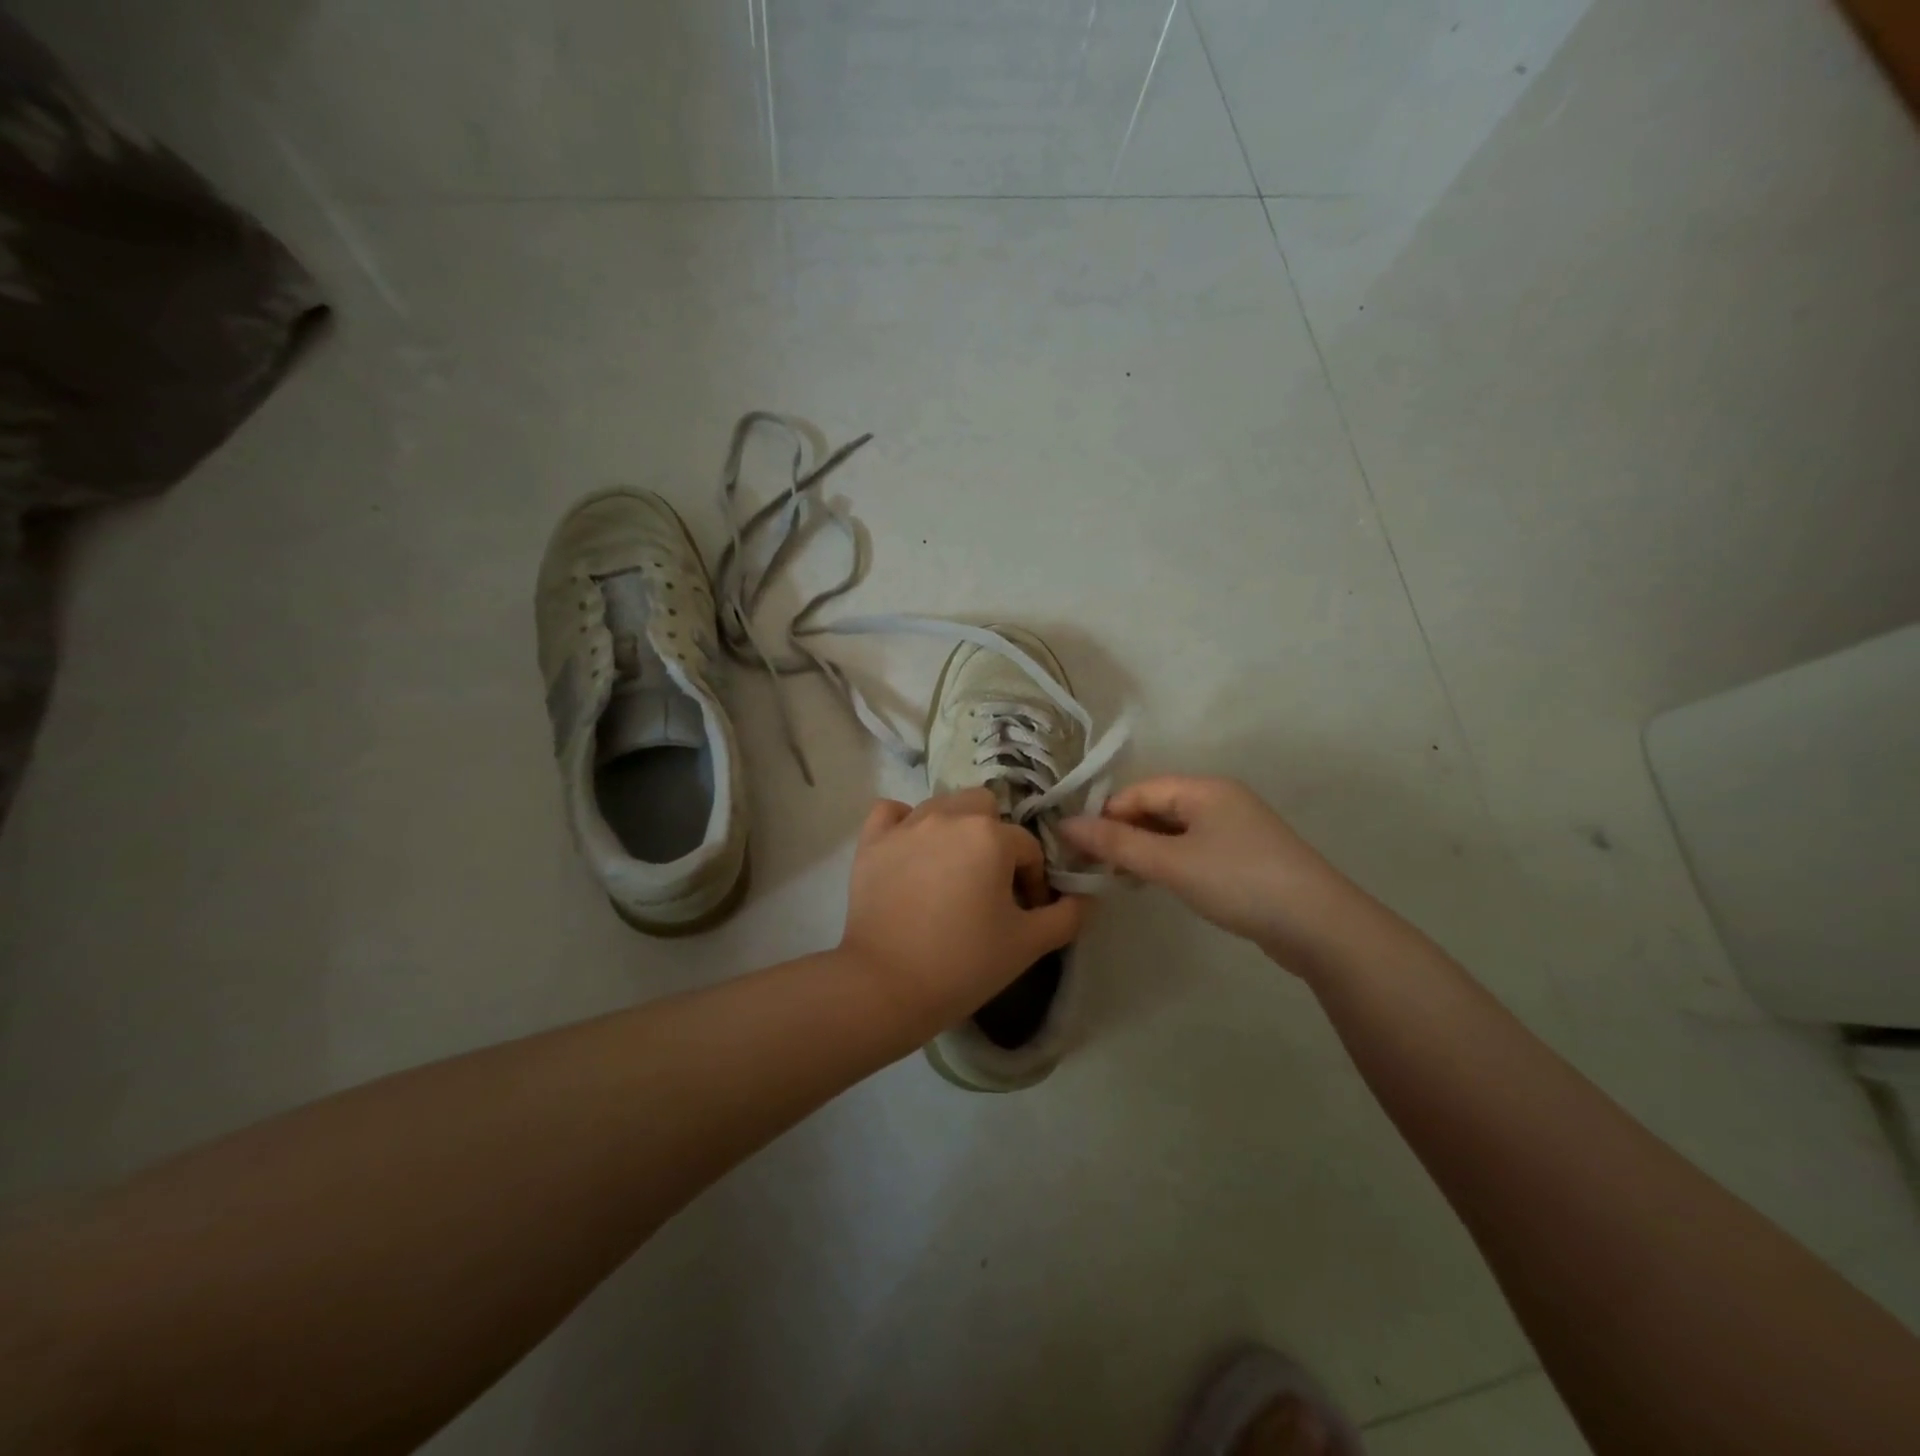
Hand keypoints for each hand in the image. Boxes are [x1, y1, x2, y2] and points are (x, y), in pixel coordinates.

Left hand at [841, 789, 1086, 1035]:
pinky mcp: (872, 841)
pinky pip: (892, 813)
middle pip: (985, 808)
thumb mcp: (1029, 944)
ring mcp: (906, 825)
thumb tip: (1086, 897)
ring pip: (942, 806)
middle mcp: (949, 817)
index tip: (1024, 914)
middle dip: (994, 838)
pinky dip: (904, 824)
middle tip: (988, 882)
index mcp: (991, 836)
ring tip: (951, 870)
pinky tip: (910, 850)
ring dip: (955, 829)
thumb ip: (1067, 915)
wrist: (886, 985)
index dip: (1033, 881)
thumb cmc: (963, 963)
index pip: (1028, 848)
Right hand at [1059, 776, 1380, 975]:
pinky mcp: (1246, 856)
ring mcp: (1237, 828)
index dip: (1106, 816)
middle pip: (1156, 807)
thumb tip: (1065, 824)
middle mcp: (1221, 799)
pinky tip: (1161, 884)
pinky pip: (1195, 848)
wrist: (1320, 926)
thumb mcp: (1171, 863)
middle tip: (1097, 867)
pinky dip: (1171, 861)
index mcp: (1204, 788)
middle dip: (1124, 833)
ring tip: (1123, 879)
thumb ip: (1117, 843)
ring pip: (1175, 830)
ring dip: (1146, 850)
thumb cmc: (1238, 882)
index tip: (1079, 848)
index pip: (1138, 791)